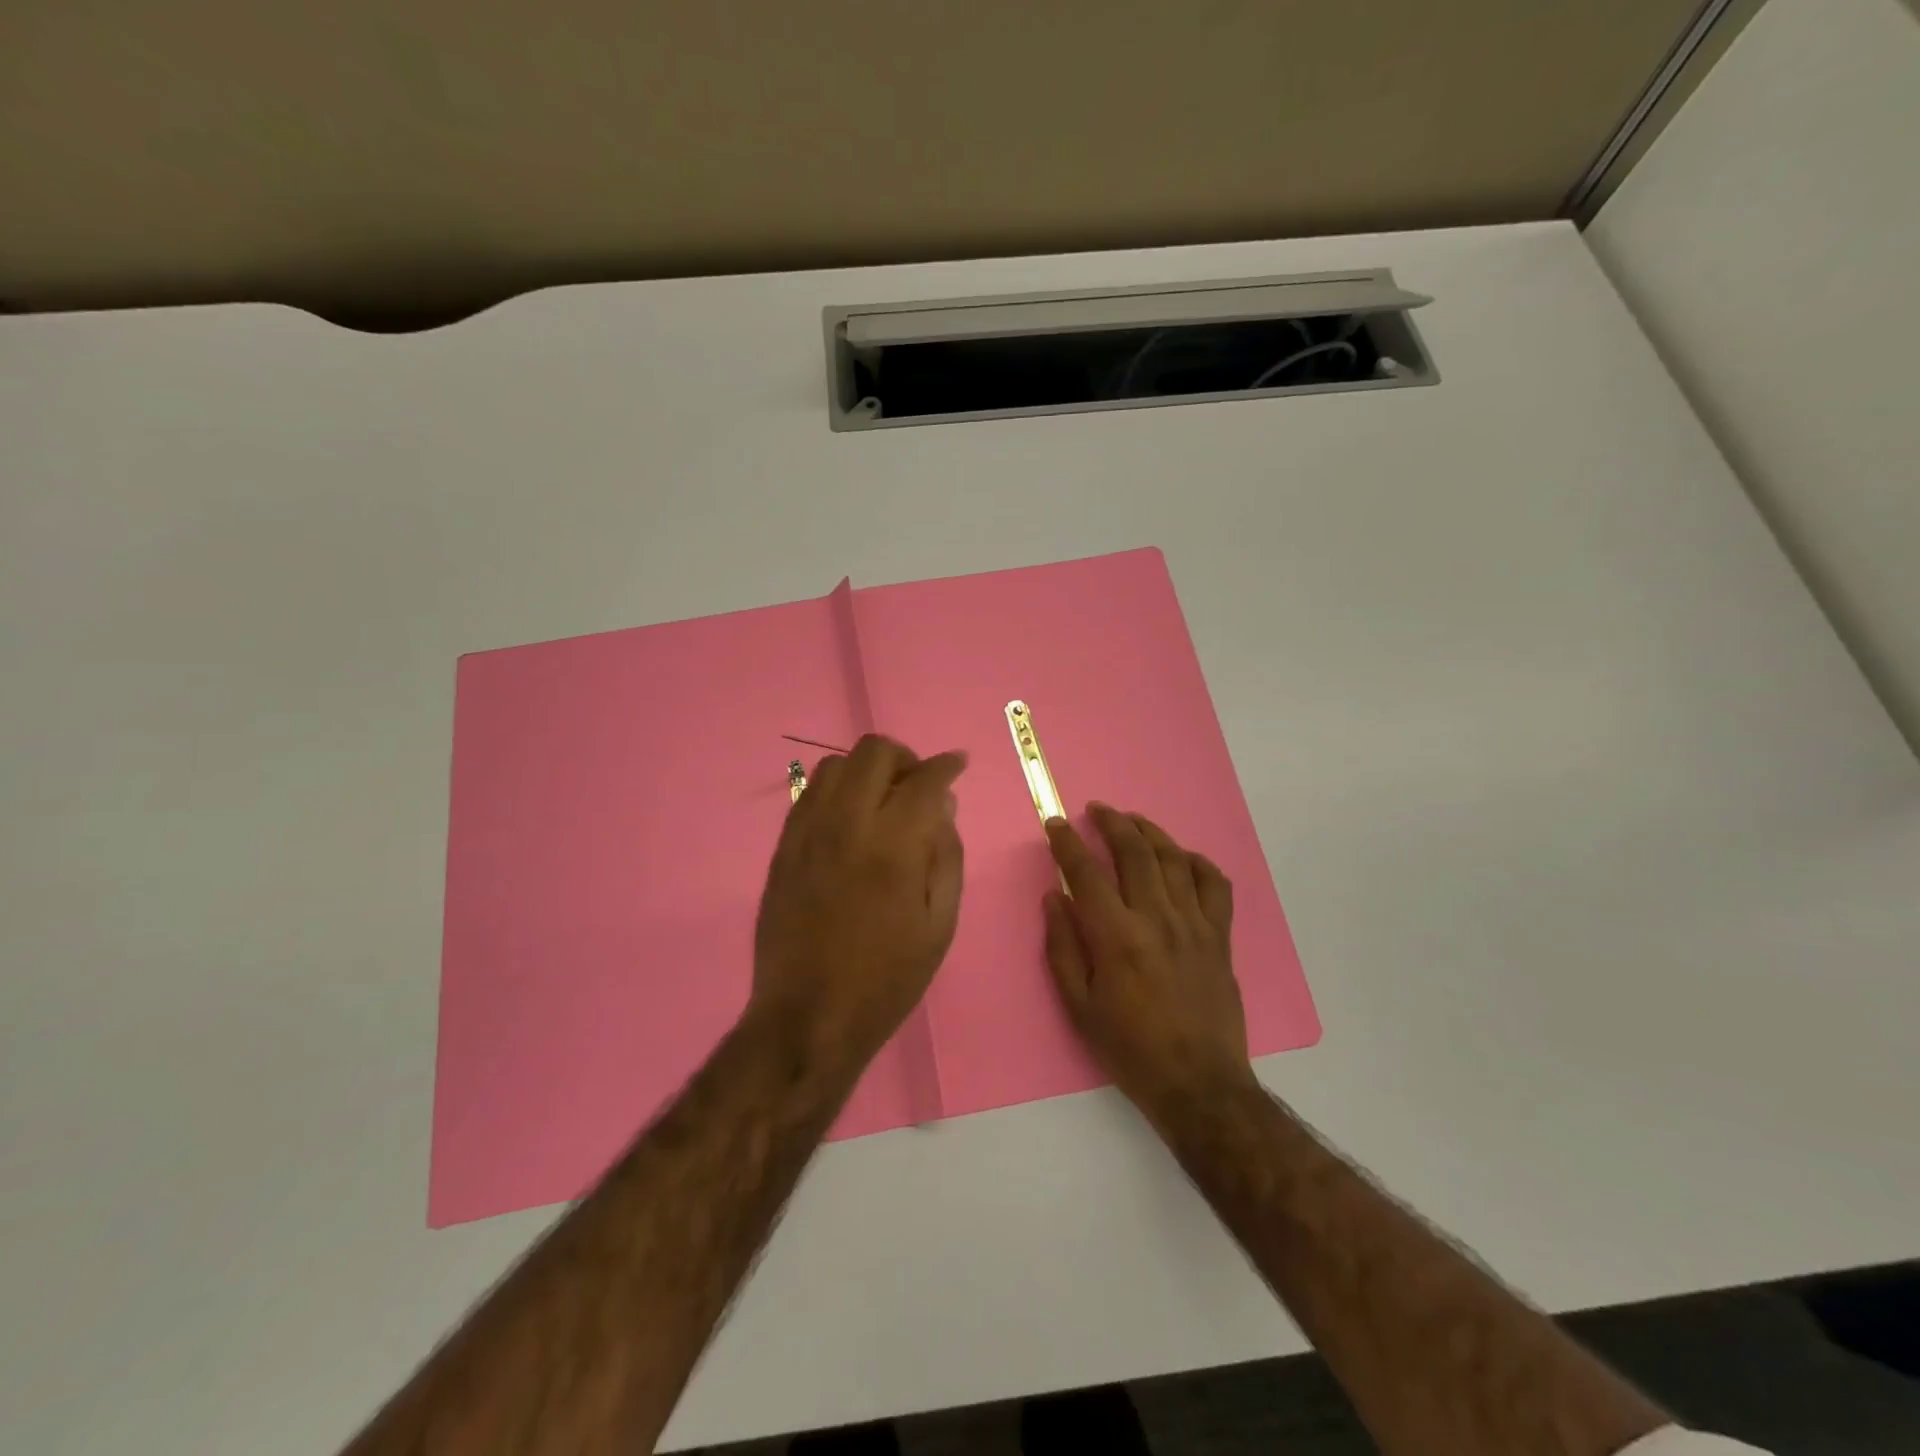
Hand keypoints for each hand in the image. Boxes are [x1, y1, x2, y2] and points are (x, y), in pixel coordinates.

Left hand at [752, 735, 966, 1072]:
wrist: (808, 1016)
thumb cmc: (886, 978)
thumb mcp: (940, 924)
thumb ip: (947, 856)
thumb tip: (943, 806)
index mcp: (894, 846)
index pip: (925, 779)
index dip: (947, 765)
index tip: (958, 764)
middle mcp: (848, 824)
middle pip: (875, 751)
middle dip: (906, 758)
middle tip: (918, 786)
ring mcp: (808, 832)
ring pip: (836, 764)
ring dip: (867, 770)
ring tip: (882, 801)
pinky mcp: (783, 847)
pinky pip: (808, 793)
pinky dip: (836, 790)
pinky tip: (849, 820)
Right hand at [1043, 804, 1256, 1123]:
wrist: (1199, 1083)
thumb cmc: (1130, 1049)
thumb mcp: (1080, 1006)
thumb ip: (1063, 947)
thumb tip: (1054, 897)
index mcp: (1117, 937)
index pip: (1086, 872)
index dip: (1067, 842)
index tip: (1055, 824)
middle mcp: (1157, 919)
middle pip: (1134, 852)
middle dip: (1111, 822)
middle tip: (1096, 810)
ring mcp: (1194, 924)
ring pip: (1173, 858)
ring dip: (1149, 832)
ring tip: (1132, 821)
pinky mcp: (1219, 935)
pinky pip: (1214, 884)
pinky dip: (1197, 862)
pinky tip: (1181, 857)